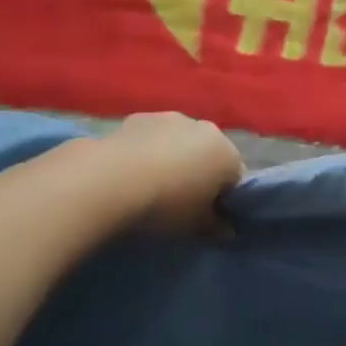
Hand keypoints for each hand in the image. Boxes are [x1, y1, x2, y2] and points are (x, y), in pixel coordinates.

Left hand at [96, 112, 243, 232]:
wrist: (109, 181)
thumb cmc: (165, 206)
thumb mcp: (195, 226)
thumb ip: (216, 226)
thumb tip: (226, 228)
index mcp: (227, 153)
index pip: (236, 178)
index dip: (224, 200)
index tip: (208, 217)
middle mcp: (204, 128)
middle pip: (209, 154)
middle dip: (200, 174)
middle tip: (181, 203)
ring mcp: (170, 117)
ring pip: (180, 142)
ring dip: (173, 159)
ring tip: (152, 187)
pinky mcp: (138, 117)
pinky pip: (152, 138)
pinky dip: (147, 151)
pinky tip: (131, 173)